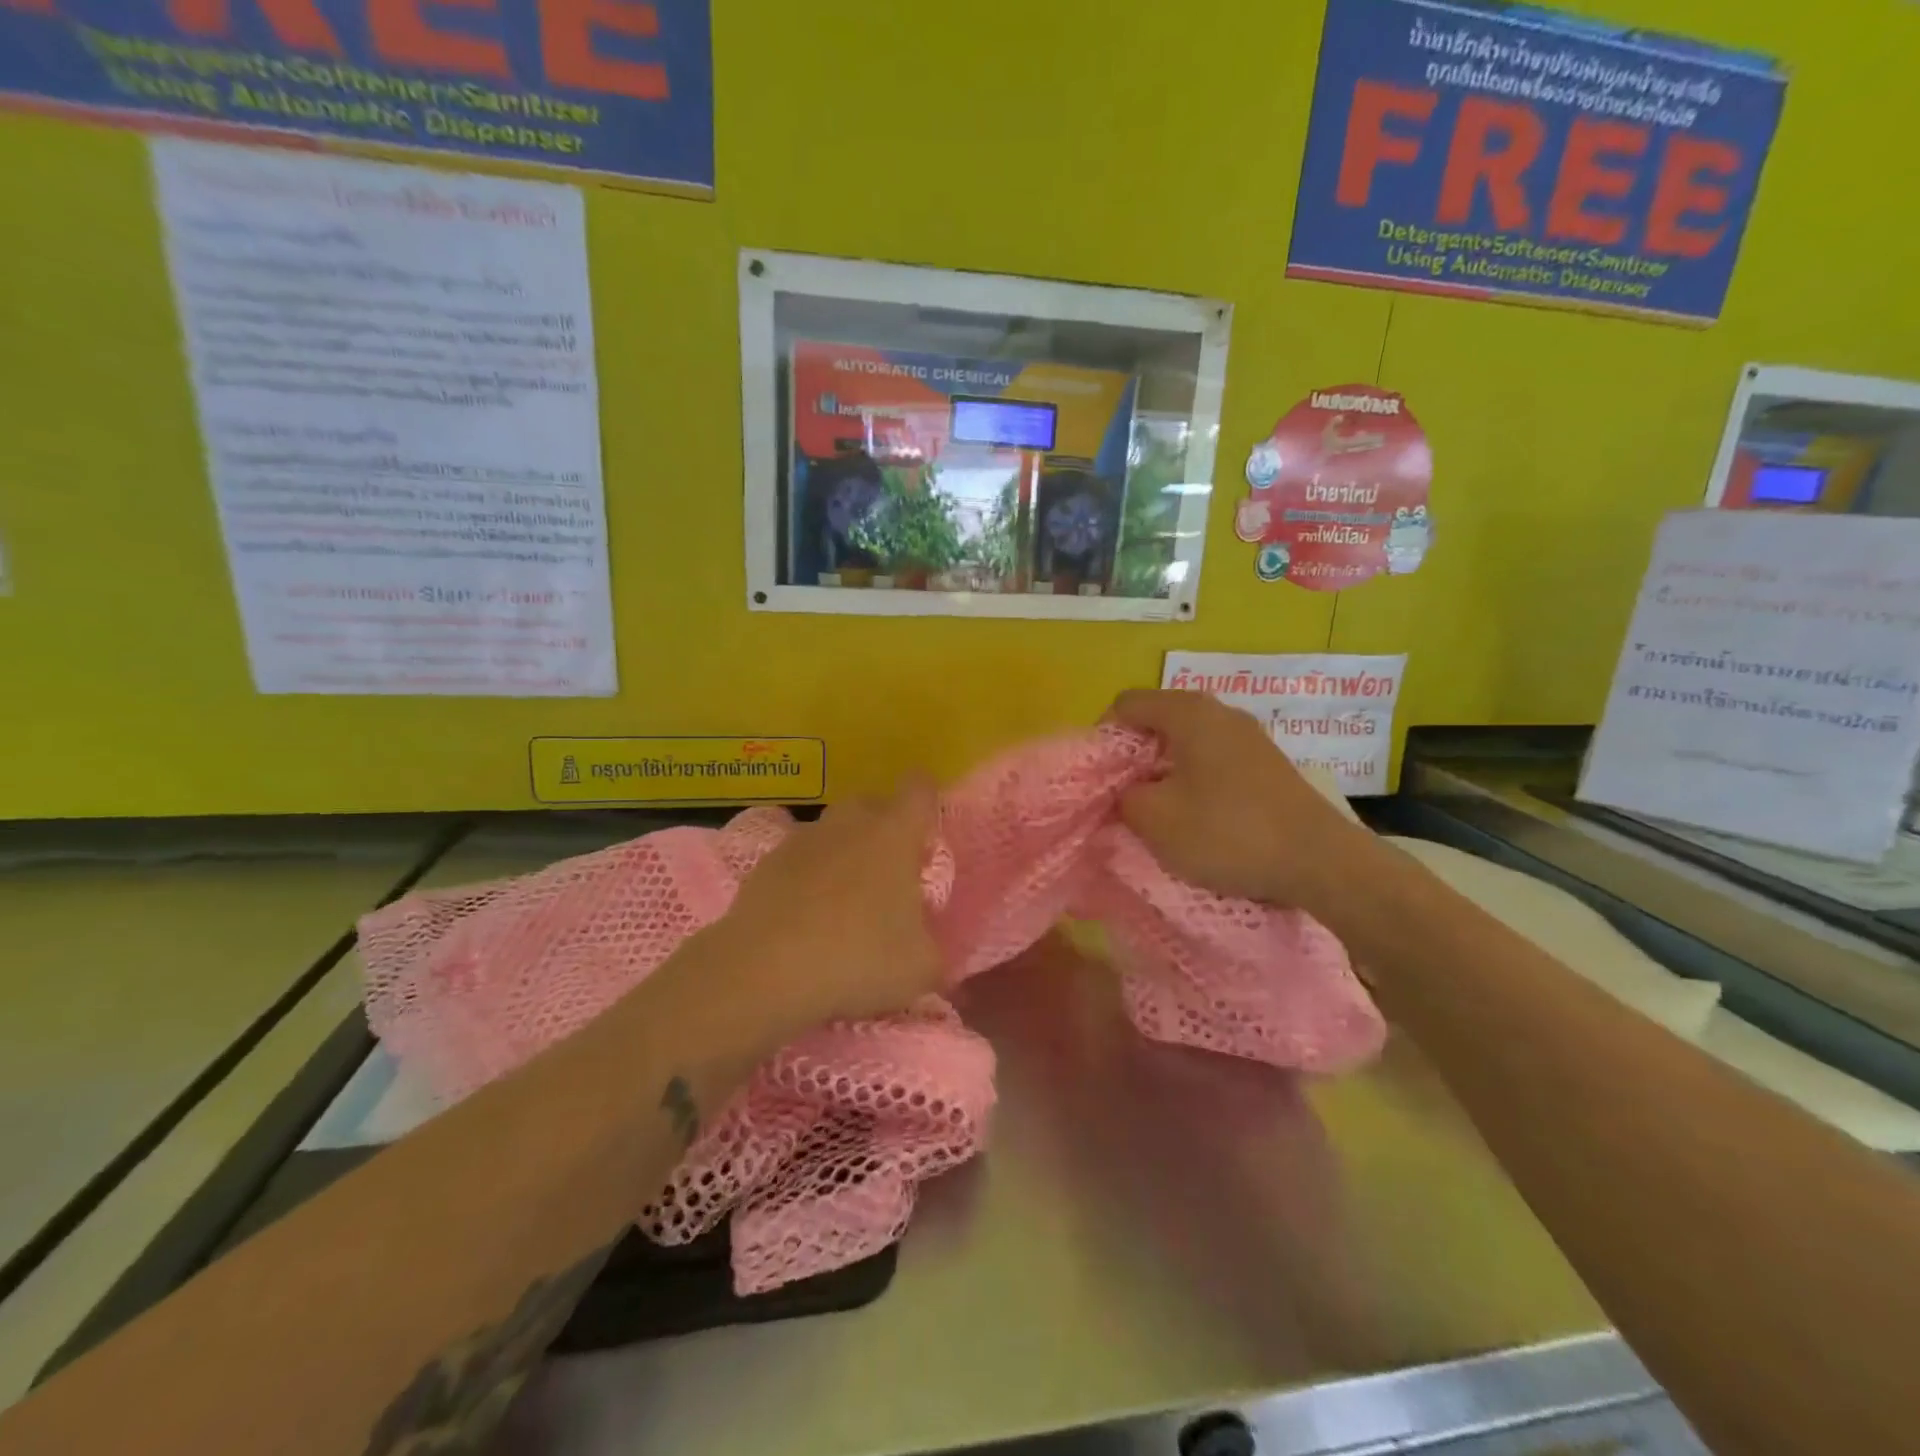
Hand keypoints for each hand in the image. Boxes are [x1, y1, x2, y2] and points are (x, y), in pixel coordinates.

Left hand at [701, 780, 944, 1035]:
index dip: (927, 803)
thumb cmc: (857, 958)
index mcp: (893, 834)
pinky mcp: (766, 864)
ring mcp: (802, 840)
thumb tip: (925, 946)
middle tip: (890, 876)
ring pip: (832, 831)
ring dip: (844, 854)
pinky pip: (799, 860)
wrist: (764, 972)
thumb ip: (932, 947)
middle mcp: (848, 824)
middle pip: (872, 804)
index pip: (919, 788)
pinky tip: (806, 919)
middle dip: (884, 829)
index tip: (926, 838)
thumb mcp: (921, 968)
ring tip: (845, 903)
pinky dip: (807, 879)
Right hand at [1106, 689, 1372, 908]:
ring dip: (1162, 770)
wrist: (1319, 862)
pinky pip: (1213, 759)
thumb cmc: (1227, 833)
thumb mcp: (1155, 820)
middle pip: (1157, 720)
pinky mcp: (1266, 764)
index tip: (1098, 776)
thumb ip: (1123, 797)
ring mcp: (1248, 736)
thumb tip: (1124, 791)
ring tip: (1156, 809)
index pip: (1126, 704)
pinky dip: (1193, 779)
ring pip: (1186, 742)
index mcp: (1188, 713)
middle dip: (1132, 756)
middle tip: (1122, 795)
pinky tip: (1196, 815)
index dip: (1102, 736)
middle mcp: (1220, 712)